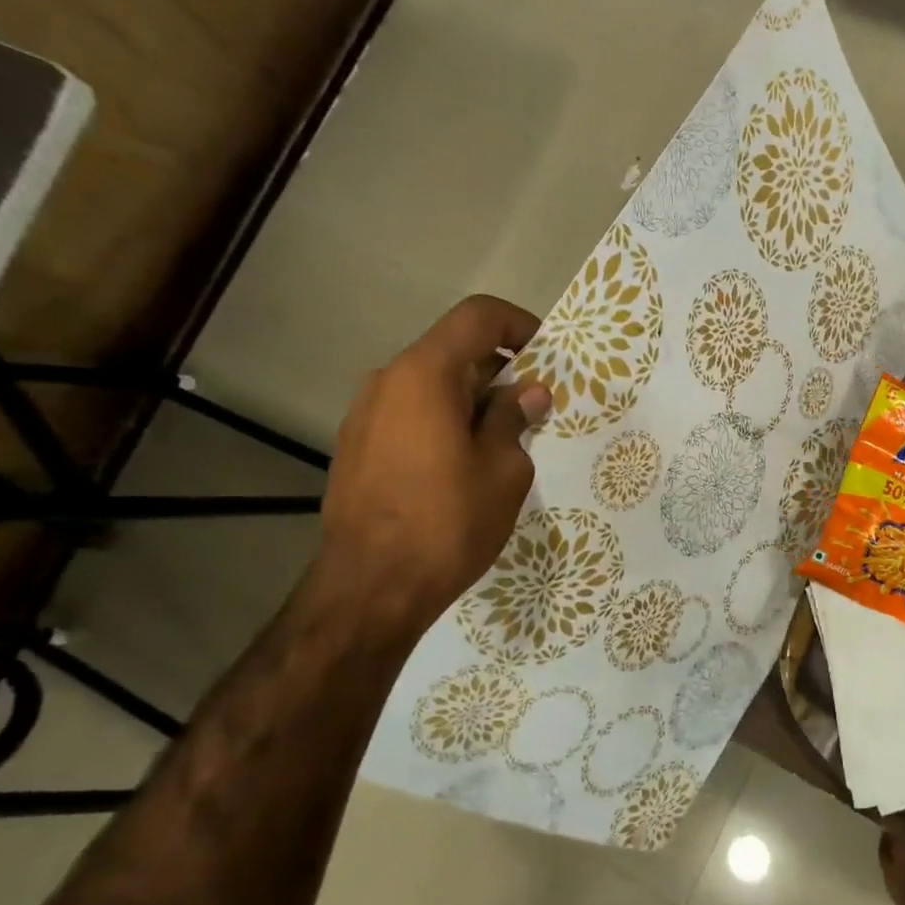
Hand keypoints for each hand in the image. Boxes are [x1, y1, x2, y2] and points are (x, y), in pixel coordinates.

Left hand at [310, 295, 549, 636]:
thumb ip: (513, 419)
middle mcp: (388, 381)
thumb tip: (527, 392)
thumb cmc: (448, 521)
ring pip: (430, 385)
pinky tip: (462, 465)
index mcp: (425, 374)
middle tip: (535, 407)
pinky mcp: (356, 447)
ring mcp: (364, 414)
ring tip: (501, 442)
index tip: (548, 357)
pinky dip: (443, 421)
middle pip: (453, 350)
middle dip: (499, 370)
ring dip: (471, 399)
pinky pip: (410, 415)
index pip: (478, 316)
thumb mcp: (503, 469)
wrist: (370, 587)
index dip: (520, 325)